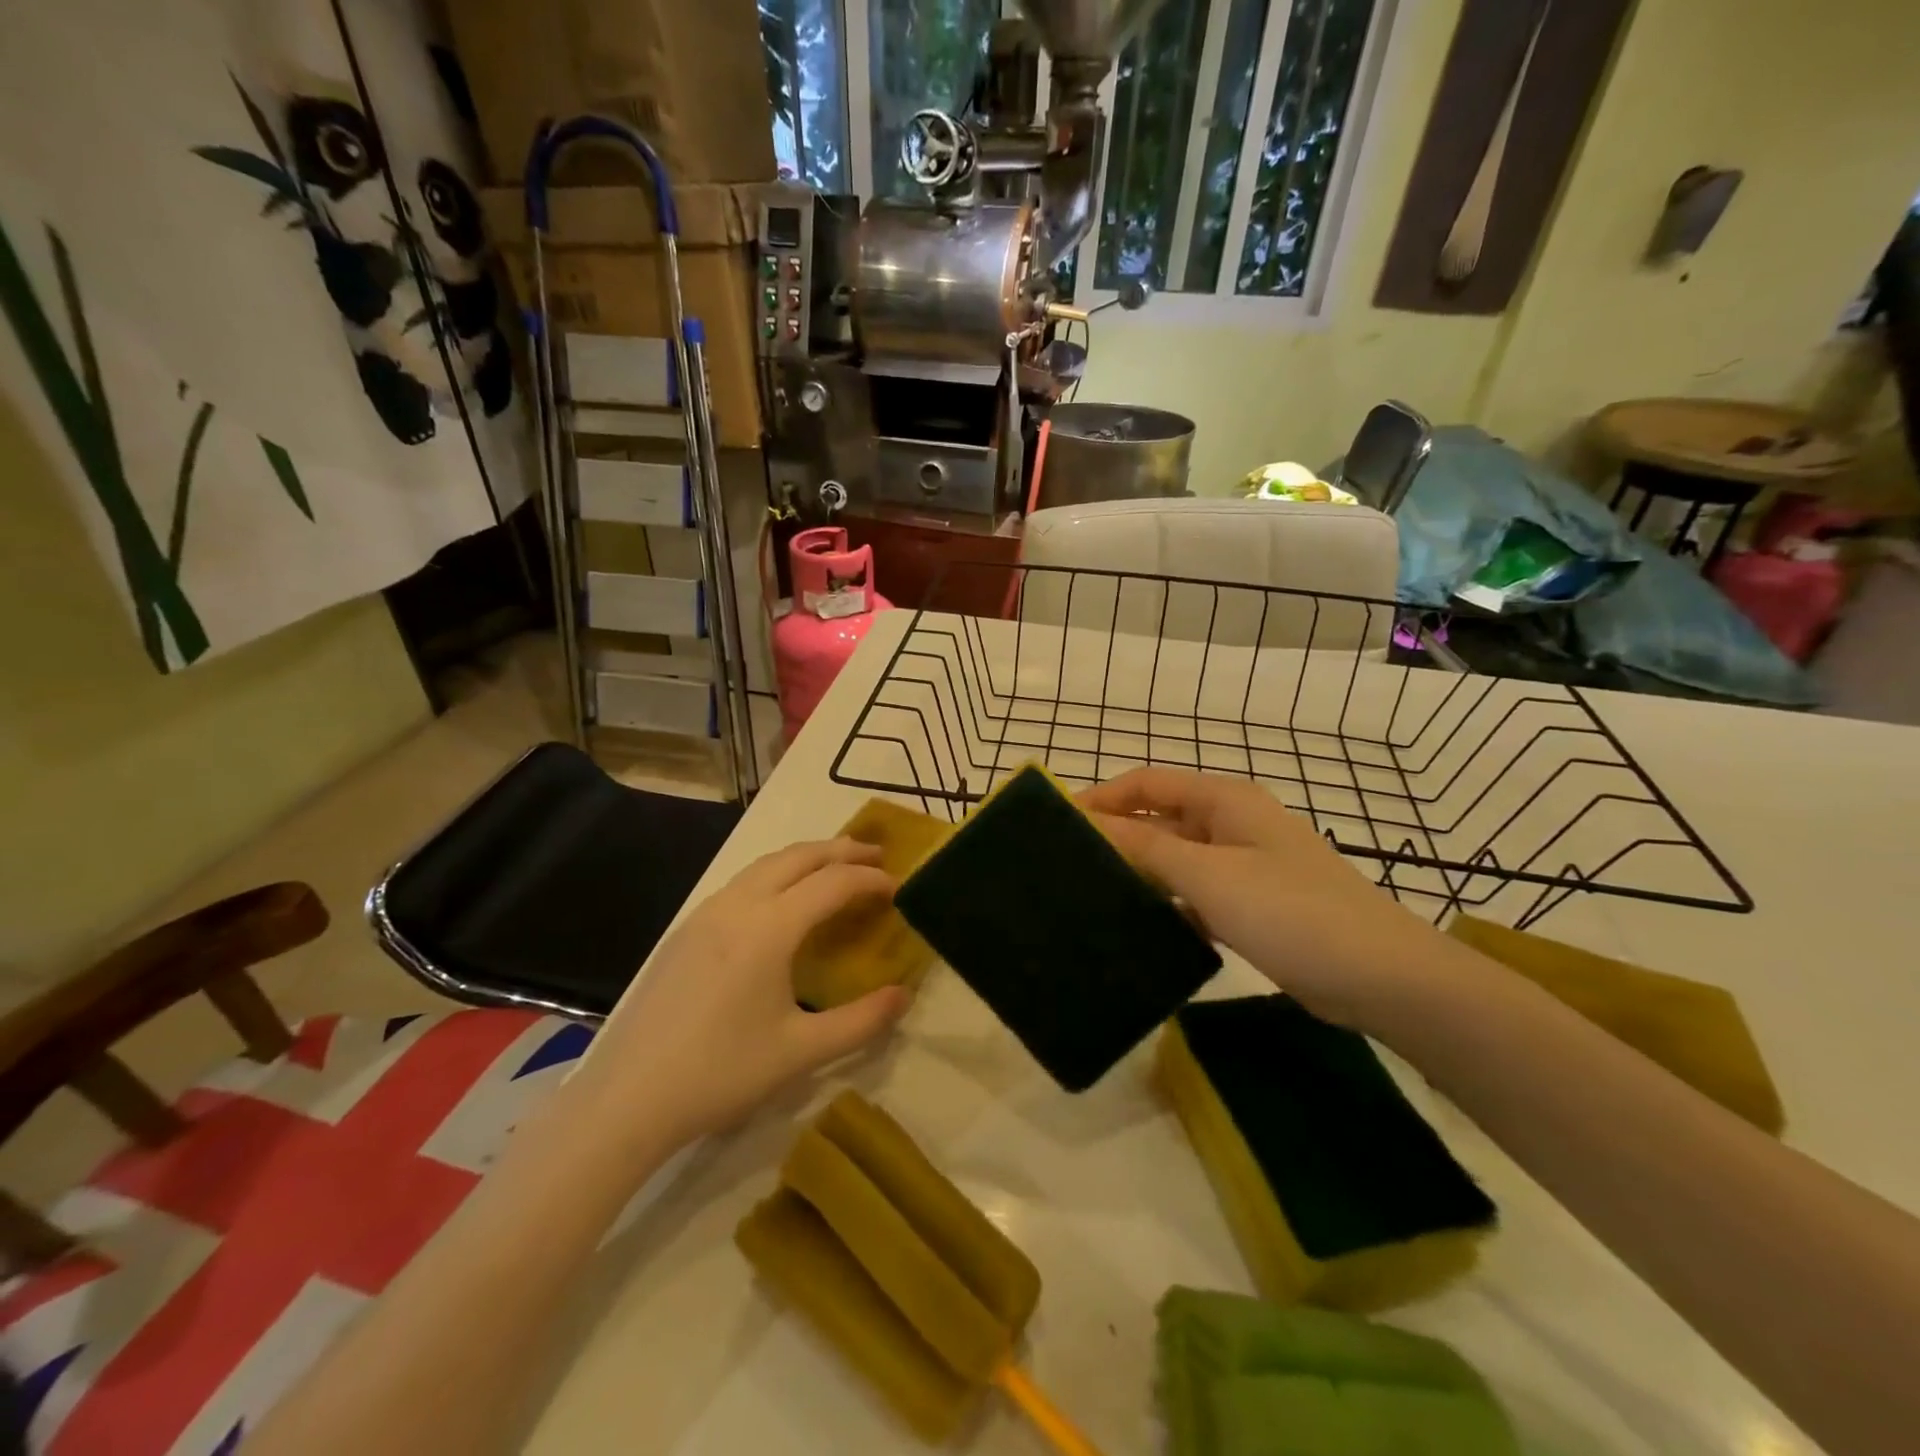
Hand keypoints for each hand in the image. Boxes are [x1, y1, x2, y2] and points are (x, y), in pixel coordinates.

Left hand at [568, 839, 910, 1152]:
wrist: (627, 1097)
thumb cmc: (721, 1073)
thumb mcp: (801, 1051)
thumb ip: (862, 1021)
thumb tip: (904, 995)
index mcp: (770, 927)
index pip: (833, 883)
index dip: (871, 879)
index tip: (899, 885)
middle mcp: (738, 905)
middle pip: (799, 856)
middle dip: (842, 850)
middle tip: (876, 856)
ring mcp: (707, 913)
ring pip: (767, 863)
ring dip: (808, 857)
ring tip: (836, 868)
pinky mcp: (686, 929)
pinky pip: (743, 881)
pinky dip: (778, 874)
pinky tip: (783, 902)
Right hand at [1081, 767, 1452, 1030]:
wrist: (1382, 977)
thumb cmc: (1290, 910)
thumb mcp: (1208, 875)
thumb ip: (1146, 848)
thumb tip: (1089, 825)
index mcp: (1223, 800)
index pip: (1147, 783)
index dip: (1102, 797)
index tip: (1059, 824)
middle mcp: (1232, 824)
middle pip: (1161, 820)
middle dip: (1118, 839)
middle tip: (1068, 868)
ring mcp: (1245, 865)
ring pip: (1178, 861)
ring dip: (1142, 875)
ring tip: (1094, 899)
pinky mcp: (1254, 904)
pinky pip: (1198, 894)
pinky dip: (1171, 905)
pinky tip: (1144, 930)